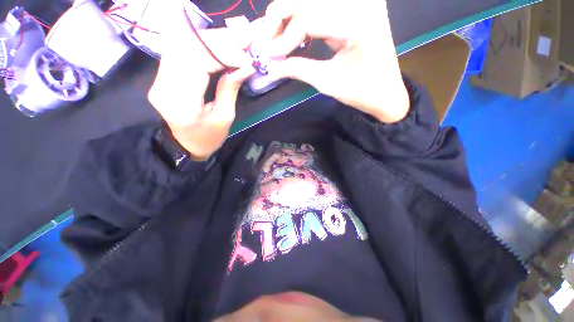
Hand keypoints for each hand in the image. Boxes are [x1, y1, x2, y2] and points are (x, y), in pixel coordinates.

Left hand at [148, 1, 255, 160]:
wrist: (184, 145)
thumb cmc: (208, 138)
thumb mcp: (225, 118)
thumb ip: (230, 89)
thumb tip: (244, 66)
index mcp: (183, 103)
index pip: (198, 62)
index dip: (223, 53)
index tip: (245, 55)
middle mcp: (164, 85)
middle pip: (185, 46)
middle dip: (216, 40)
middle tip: (241, 40)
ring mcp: (158, 78)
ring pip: (180, 43)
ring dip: (208, 39)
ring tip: (232, 41)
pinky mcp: (161, 76)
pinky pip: (178, 51)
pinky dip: (199, 45)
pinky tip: (215, 47)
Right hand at [262, 0, 409, 122]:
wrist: (385, 92)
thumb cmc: (360, 92)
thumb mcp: (327, 82)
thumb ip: (298, 69)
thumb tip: (271, 66)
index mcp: (358, 22)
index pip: (309, 18)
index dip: (284, 37)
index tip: (269, 56)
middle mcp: (360, 2)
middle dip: (281, 16)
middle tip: (268, 41)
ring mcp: (360, 0)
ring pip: (312, 0)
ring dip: (289, 15)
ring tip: (277, 38)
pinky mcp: (356, 6)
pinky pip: (322, 6)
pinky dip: (303, 17)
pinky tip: (294, 32)